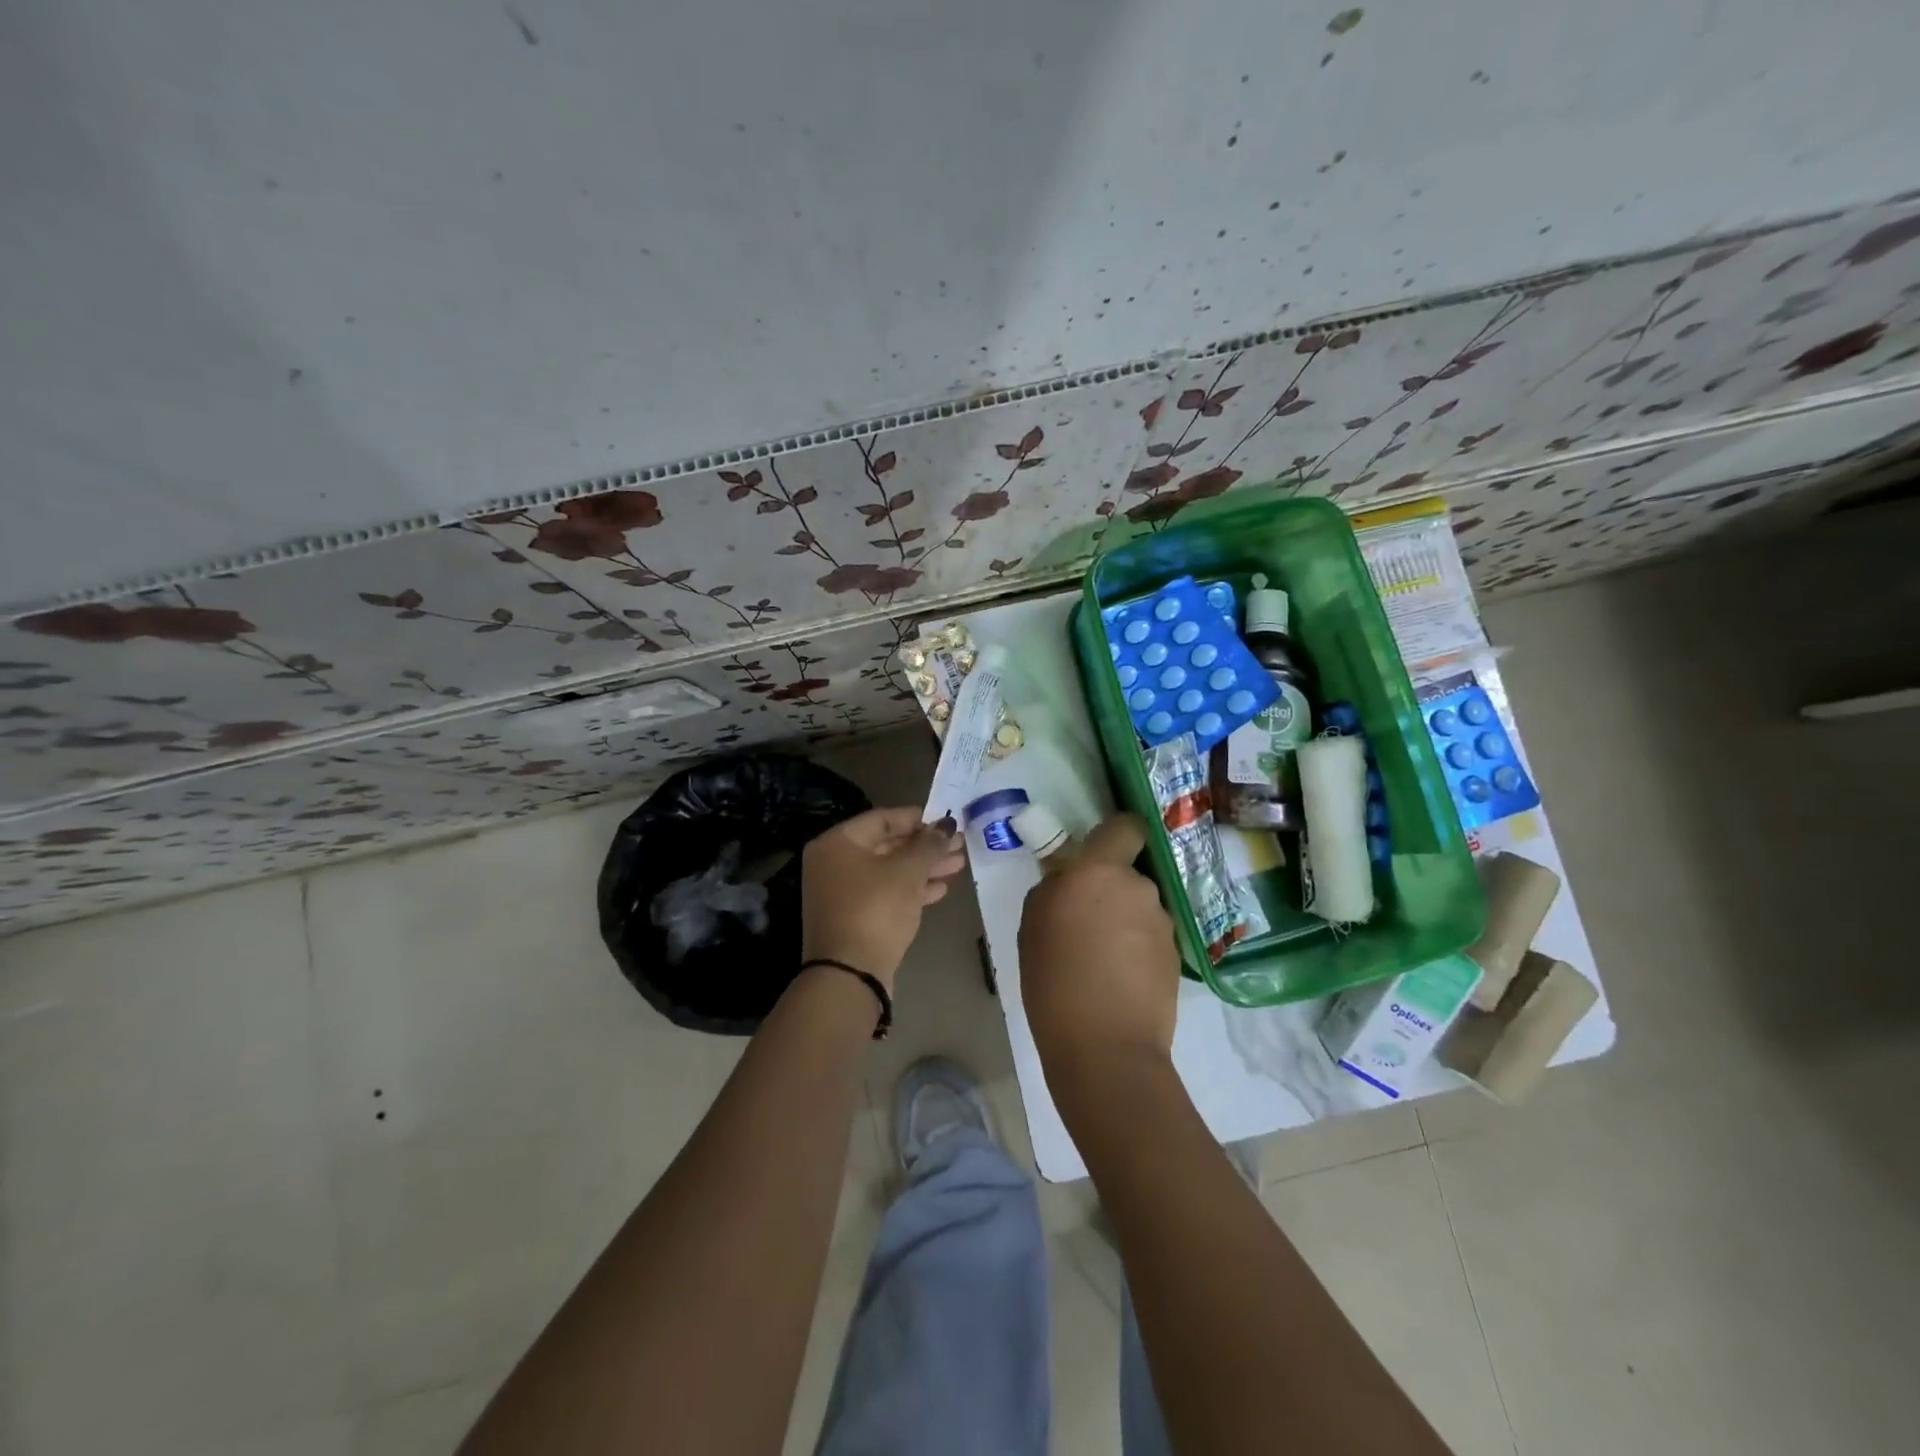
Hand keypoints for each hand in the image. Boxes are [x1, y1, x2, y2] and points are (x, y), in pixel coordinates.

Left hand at [802, 807, 965, 987]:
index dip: (918, 818)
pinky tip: (940, 889)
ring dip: (923, 867)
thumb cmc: (875, 910)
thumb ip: (929, 844)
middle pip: (887, 845)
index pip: (882, 819)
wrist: (850, 975)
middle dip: (925, 846)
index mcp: (837, 843)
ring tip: (957, 865)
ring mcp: (842, 893)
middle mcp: (834, 863)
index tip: (946, 821)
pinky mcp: (854, 918)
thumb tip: (946, 825)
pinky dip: (911, 889)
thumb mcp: (907, 872)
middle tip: (959, 844)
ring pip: (889, 871)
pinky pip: (885, 894)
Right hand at [1018, 813, 1179, 1081]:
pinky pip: (1151, 937)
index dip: (1117, 834)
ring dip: (1124, 921)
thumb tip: (1068, 881)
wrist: (1105, 1047)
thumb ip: (1053, 889)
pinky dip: (1137, 949)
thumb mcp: (1032, 926)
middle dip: (1110, 890)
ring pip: (1139, 907)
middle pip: (1127, 873)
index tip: (1099, 854)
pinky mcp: (1177, 955)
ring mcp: (1161, 922)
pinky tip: (1119, 979)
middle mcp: (1137, 887)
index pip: (1126, 826)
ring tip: (1101, 960)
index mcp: (1099, 871)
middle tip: (1085, 924)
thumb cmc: (1054, 981)